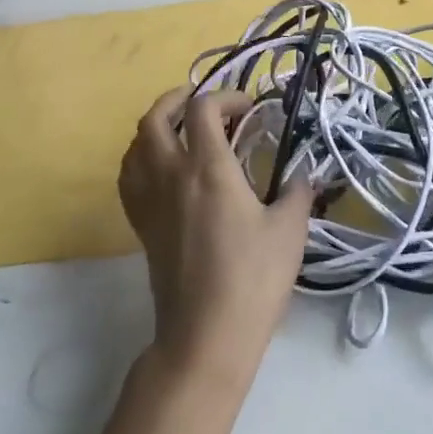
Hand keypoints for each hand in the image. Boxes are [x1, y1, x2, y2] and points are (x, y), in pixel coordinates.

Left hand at [118, 88, 314, 391]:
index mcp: (208, 169)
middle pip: (155, 118)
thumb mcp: (289, 231)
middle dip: (177, 99)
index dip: (225, 97)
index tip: (249, 109)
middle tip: (203, 103)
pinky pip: (129, 176)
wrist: (205, 336)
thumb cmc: (252, 279)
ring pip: (135, 144)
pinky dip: (141, 157)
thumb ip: (297, 192)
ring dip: (156, 126)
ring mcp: (150, 201)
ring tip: (182, 130)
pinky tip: (162, 169)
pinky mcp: (141, 225)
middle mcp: (171, 175)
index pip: (202, 109)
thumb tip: (303, 175)